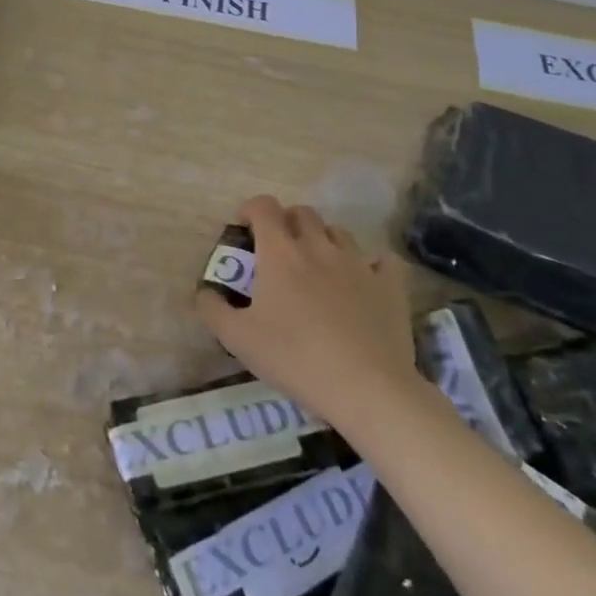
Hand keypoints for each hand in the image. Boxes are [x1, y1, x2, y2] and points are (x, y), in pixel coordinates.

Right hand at [197, 195, 416, 431]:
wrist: (368, 389)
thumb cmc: (295, 358)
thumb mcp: (238, 340)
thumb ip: (213, 310)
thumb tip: (205, 292)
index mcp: (280, 252)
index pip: (263, 206)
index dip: (251, 210)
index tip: (245, 231)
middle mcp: (318, 246)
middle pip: (302, 212)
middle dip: (287, 223)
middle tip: (279, 252)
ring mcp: (358, 263)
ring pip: (339, 232)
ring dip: (324, 241)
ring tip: (319, 269)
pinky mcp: (390, 286)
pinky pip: (382, 261)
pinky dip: (371, 265)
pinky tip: (364, 282)